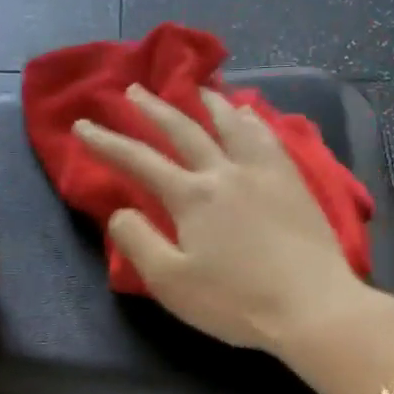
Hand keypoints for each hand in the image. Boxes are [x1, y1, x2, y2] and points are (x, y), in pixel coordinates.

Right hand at [73, 85, 378, 359]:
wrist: (311, 306)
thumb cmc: (235, 301)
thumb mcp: (171, 282)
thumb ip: (138, 243)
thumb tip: (120, 211)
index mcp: (191, 196)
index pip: (139, 160)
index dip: (107, 142)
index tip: (82, 125)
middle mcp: (225, 171)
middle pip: (183, 129)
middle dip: (153, 109)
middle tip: (133, 90)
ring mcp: (264, 172)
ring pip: (231, 123)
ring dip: (207, 102)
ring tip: (196, 87)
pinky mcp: (294, 182)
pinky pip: (268, 136)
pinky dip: (252, 119)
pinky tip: (250, 113)